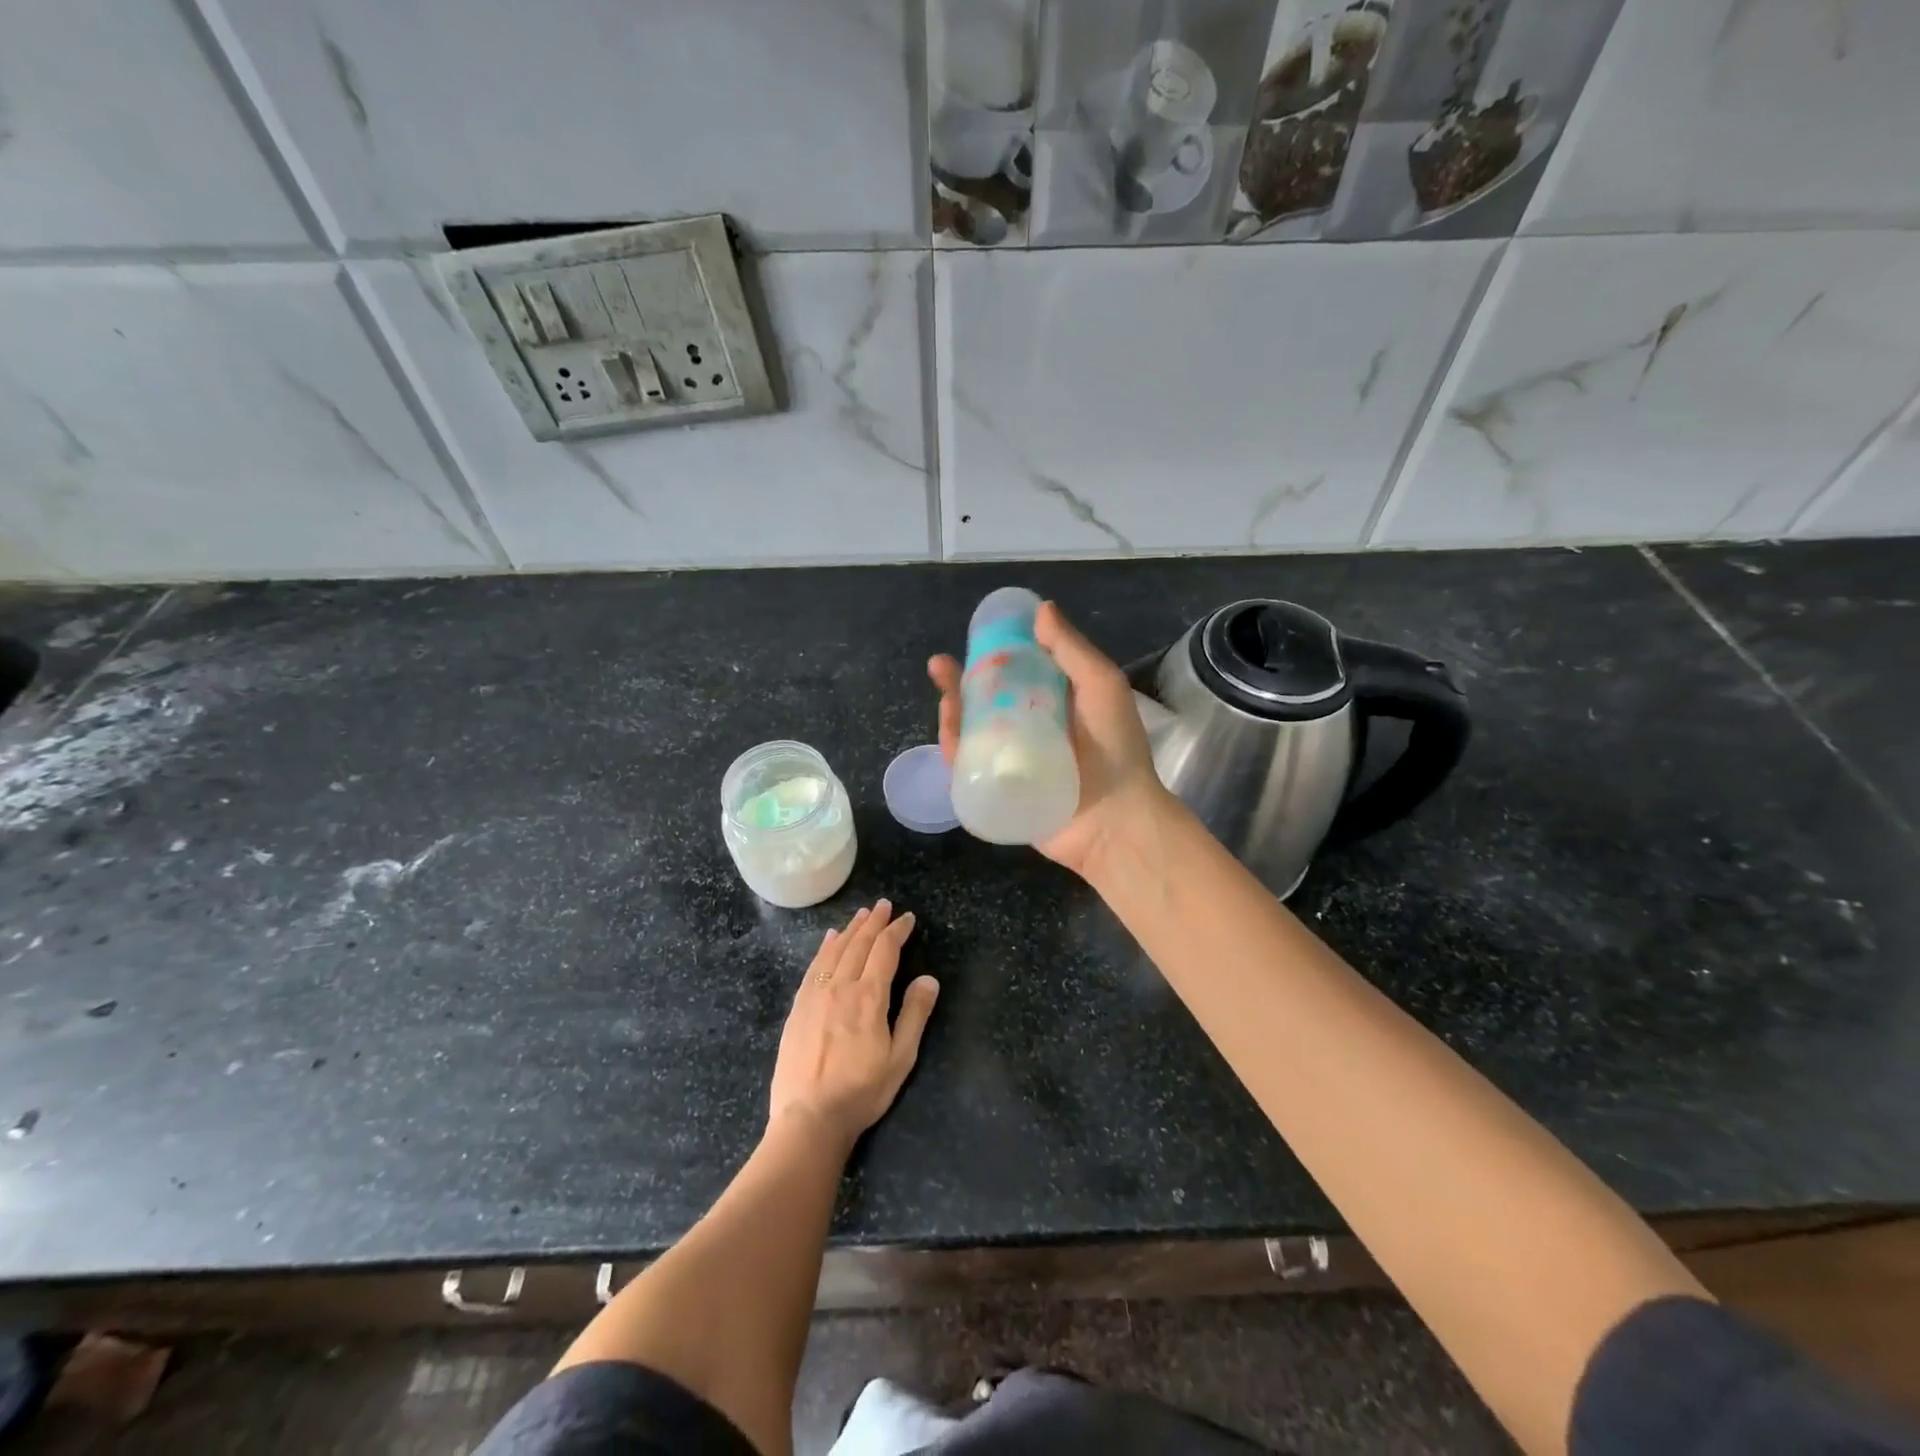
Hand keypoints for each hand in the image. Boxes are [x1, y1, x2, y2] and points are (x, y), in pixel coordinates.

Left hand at [768, 901, 938, 1151]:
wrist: (808, 1118)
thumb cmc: (861, 1091)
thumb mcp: (900, 1058)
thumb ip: (915, 1015)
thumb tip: (929, 979)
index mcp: (869, 997)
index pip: (885, 951)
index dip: (897, 931)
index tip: (908, 918)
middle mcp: (841, 987)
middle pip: (859, 944)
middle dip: (875, 922)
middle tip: (884, 905)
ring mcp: (815, 995)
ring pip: (835, 950)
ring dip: (851, 929)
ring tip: (862, 915)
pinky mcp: (798, 1008)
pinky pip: (814, 966)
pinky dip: (825, 948)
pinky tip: (830, 940)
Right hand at [929, 600, 1172, 879]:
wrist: (1116, 820)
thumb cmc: (1115, 749)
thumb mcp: (1101, 687)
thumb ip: (1072, 651)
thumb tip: (1042, 609)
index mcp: (1054, 702)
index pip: (1017, 672)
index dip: (993, 654)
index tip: (977, 638)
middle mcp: (1030, 728)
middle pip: (986, 701)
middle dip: (960, 682)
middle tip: (940, 666)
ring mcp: (1012, 760)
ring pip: (972, 732)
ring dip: (952, 712)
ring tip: (944, 695)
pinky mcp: (998, 789)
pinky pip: (969, 767)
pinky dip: (954, 749)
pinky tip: (949, 731)